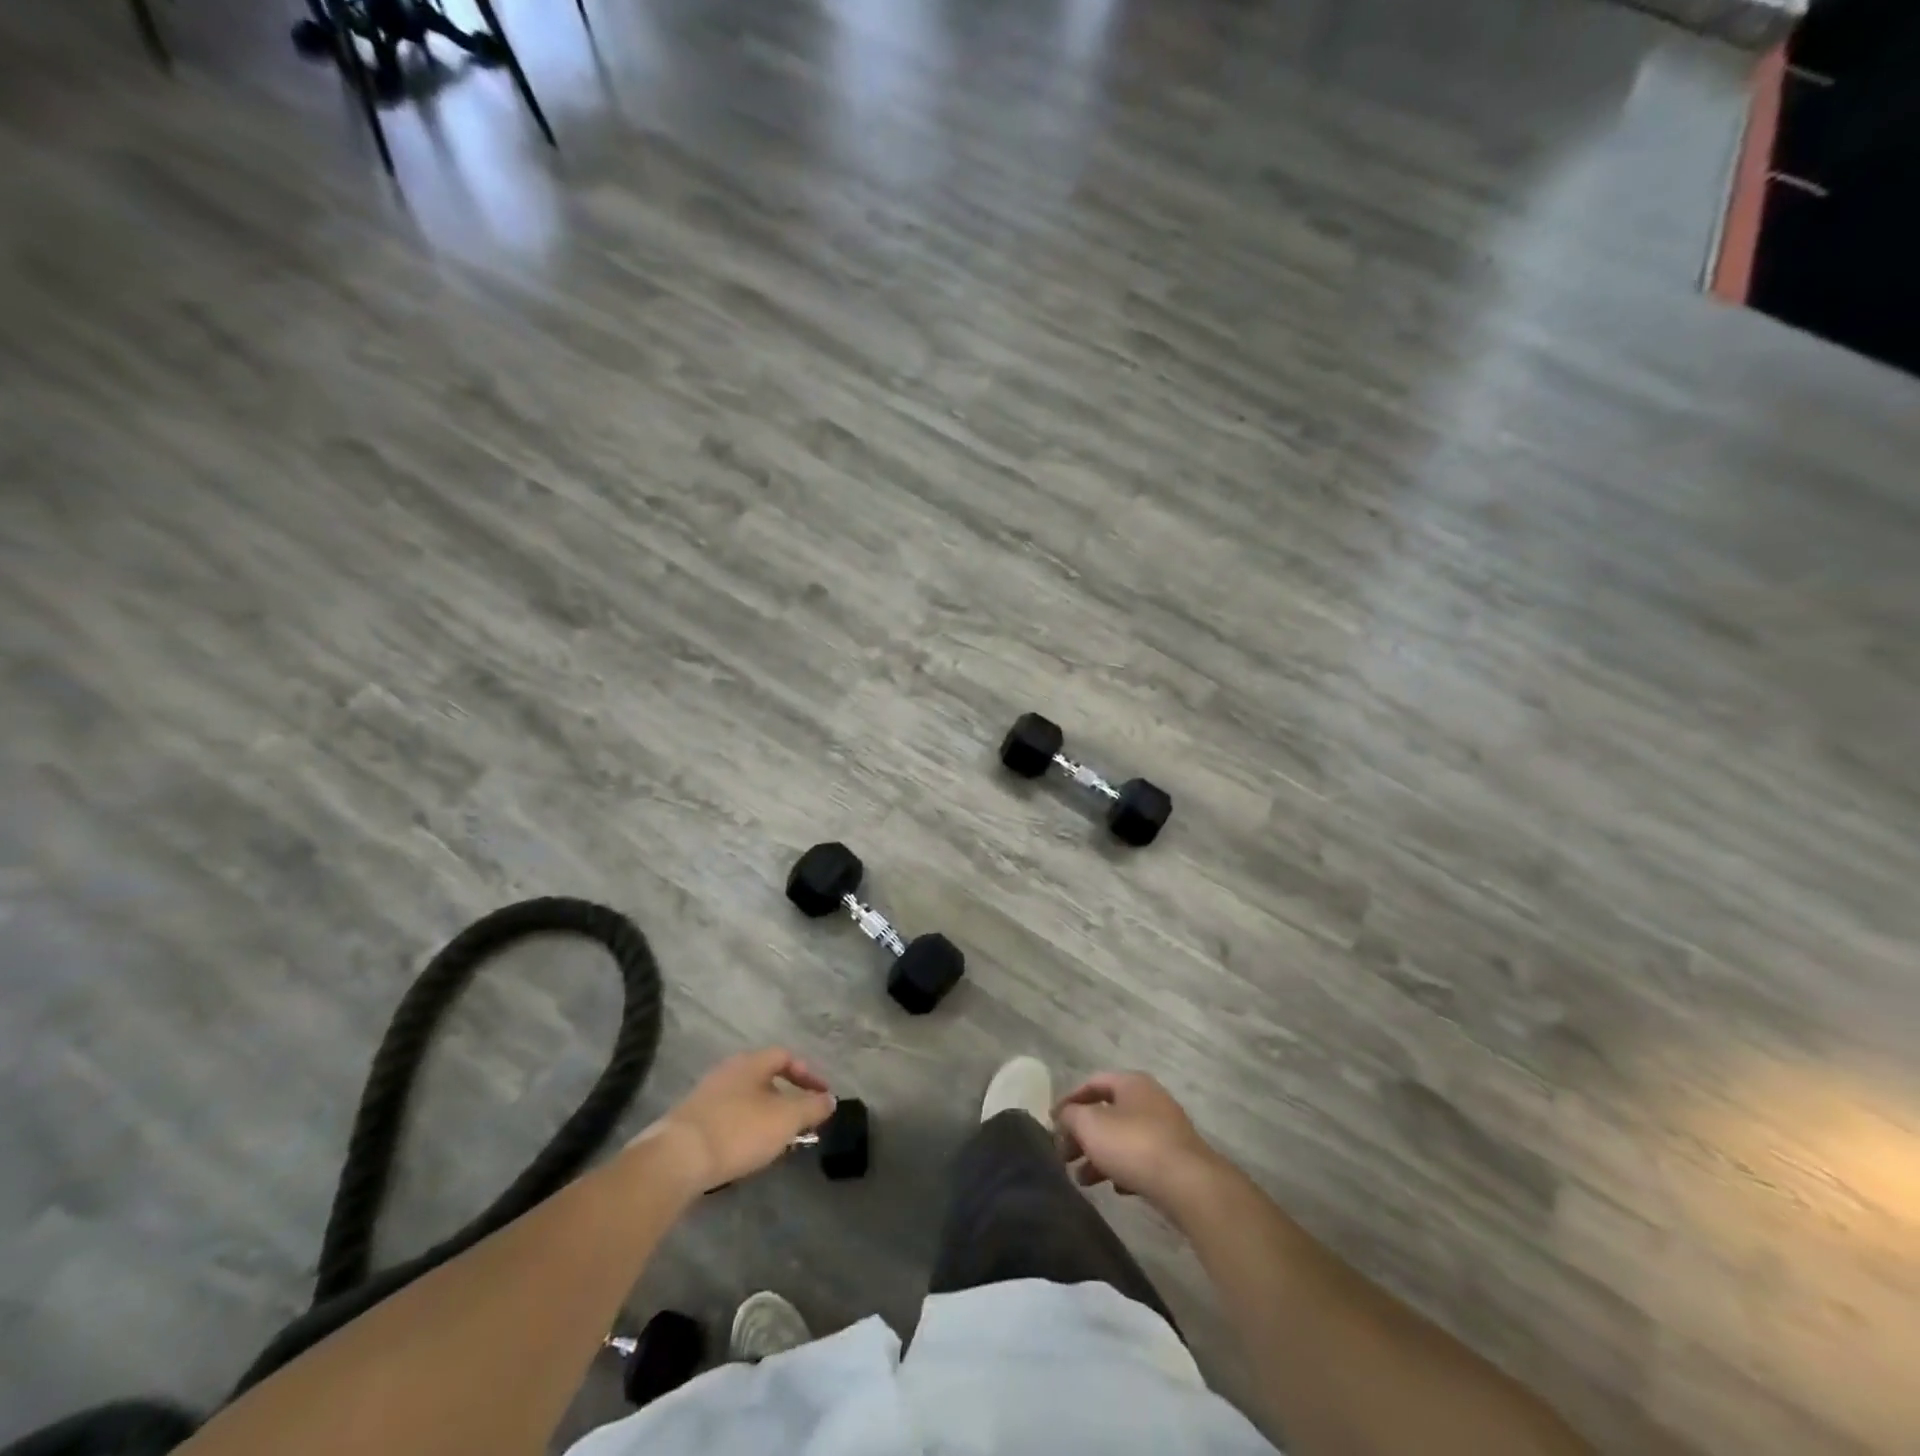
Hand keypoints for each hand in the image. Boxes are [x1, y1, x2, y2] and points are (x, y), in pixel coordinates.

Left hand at [634, 1048, 835, 1193]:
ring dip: (766, 1118)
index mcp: (750, 1063)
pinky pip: (728, 1120)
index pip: (785, 1056)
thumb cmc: (738, 1130)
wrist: (675, 1159)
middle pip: (765, 1079)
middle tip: (802, 1123)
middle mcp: (727, 1072)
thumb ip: (811, 1107)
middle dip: (787, 1100)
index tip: (822, 1096)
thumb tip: (830, 1099)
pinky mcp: (691, 1123)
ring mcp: (706, 1097)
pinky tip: (747, 1154)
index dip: (808, 1074)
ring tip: (778, 1143)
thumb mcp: (786, 1119)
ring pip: (746, 1101)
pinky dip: (745, 1132)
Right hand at [1054, 1072, 1222, 1213]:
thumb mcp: (1091, 1125)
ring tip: (1082, 1180)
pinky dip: (1123, 1170)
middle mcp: (1150, 1100)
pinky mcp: (1176, 1159)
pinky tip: (1116, 1189)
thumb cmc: (1134, 1145)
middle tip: (1065, 1156)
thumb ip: (1071, 1116)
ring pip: (1123, 1138)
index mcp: (1131, 1083)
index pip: (1093, 1083)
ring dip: (1100, 1156)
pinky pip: (1142, 1159)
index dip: (1070, 1101)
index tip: (1053, 1124)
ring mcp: (1166, 1130)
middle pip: (1107, 1112)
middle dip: (1083, 1134)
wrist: (1188, 1185)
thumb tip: (1065, 1115)